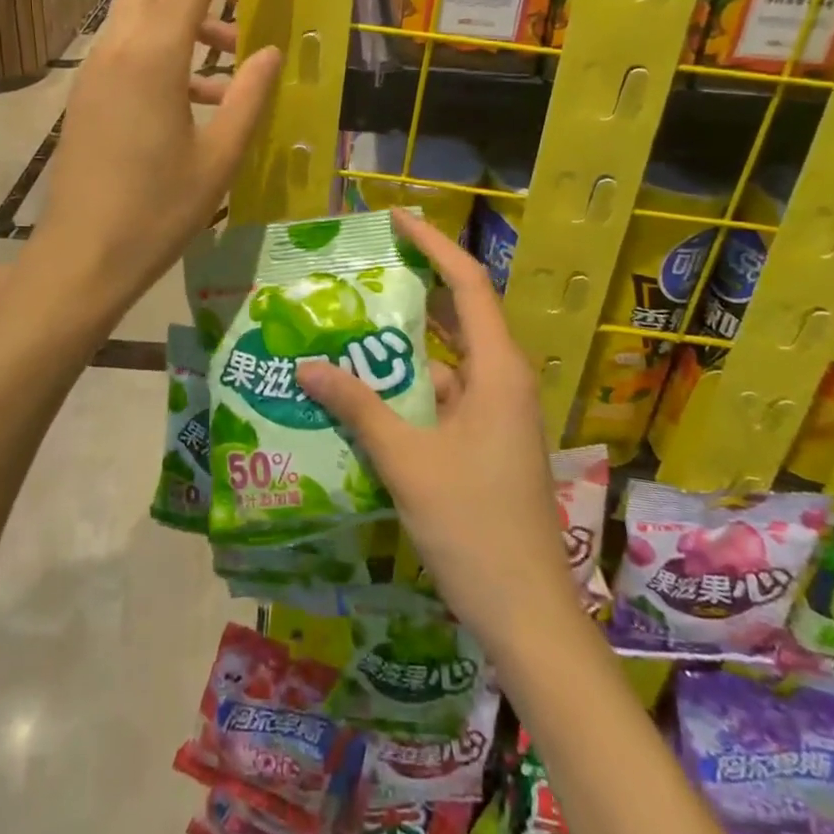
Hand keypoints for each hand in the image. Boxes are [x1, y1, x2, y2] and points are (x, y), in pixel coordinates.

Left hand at [27, 0, 288, 324]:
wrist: (82, 258)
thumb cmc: (157, 212)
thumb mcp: (220, 157)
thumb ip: (250, 95)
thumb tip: (269, 51)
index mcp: (152, 55)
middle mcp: (116, 46)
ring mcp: (95, 67)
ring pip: (141, 5)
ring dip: (189, 13)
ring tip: (234, 59)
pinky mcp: (88, 91)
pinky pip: (131, 44)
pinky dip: (168, 46)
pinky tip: (203, 95)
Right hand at [296, 211, 574, 651]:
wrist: (527, 615)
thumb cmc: (472, 526)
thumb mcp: (407, 460)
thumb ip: (357, 407)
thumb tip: (306, 365)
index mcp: (497, 370)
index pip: (467, 284)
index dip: (433, 245)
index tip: (397, 218)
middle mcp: (502, 381)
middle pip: (457, 317)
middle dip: (411, 292)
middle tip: (360, 273)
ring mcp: (496, 415)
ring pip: (445, 364)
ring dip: (401, 351)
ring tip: (346, 332)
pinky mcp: (487, 444)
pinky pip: (443, 399)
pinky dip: (408, 392)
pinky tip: (364, 397)